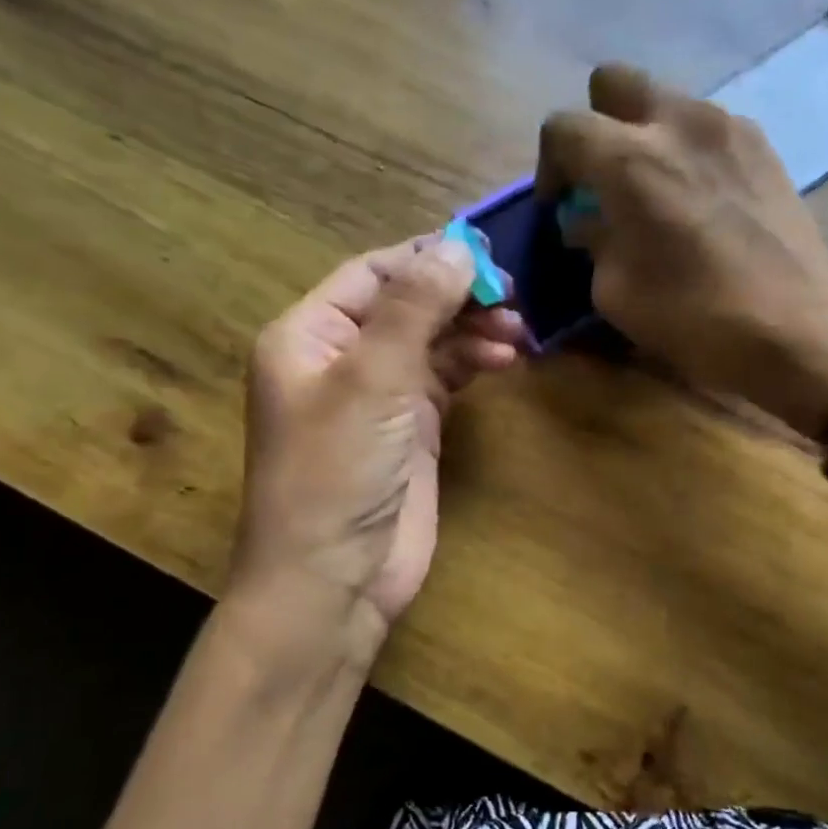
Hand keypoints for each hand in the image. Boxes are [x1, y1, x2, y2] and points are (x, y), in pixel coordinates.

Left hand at [233, 236, 522, 643]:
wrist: (333, 580)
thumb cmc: (336, 472)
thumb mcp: (371, 380)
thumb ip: (414, 308)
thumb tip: (459, 247)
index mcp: (309, 334)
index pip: (373, 274)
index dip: (429, 259)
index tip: (489, 255)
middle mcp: (341, 358)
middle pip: (407, 305)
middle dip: (458, 297)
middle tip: (514, 296)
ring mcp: (378, 396)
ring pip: (431, 342)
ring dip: (473, 330)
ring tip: (518, 332)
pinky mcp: (411, 429)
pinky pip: (446, 379)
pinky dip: (474, 364)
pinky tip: (505, 359)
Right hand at [537, 64, 827, 433]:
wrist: (797, 326)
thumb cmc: (695, 317)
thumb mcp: (617, 293)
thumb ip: (593, 241)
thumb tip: (586, 219)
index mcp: (629, 159)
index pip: (563, 127)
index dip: (550, 165)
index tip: (561, 205)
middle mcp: (677, 122)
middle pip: (614, 81)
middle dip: (597, 124)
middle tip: (603, 178)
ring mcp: (728, 126)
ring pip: (667, 101)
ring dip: (647, 135)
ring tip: (657, 192)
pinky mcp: (763, 145)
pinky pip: (708, 127)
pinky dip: (689, 150)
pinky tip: (701, 200)